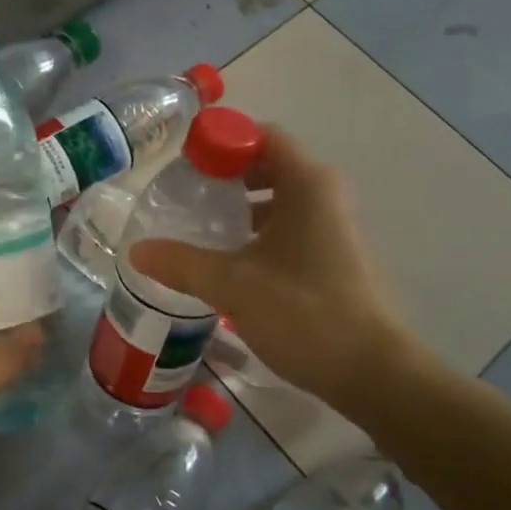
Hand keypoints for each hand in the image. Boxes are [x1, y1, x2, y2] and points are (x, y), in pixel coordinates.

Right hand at [129, 126, 424, 400]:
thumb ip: (182, 263)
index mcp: (307, 184)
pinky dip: (258, 233)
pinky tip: (231, 263)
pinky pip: (290, 227)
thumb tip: (135, 250)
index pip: (260, 135)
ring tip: (200, 230)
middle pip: (268, 165)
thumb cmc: (305, 313)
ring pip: (279, 200)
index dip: (220, 142)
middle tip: (184, 197)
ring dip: (240, 208)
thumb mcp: (233, 286)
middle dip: (225, 177)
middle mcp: (325, 195)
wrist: (375, 374)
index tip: (184, 165)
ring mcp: (335, 226)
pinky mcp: (336, 256)